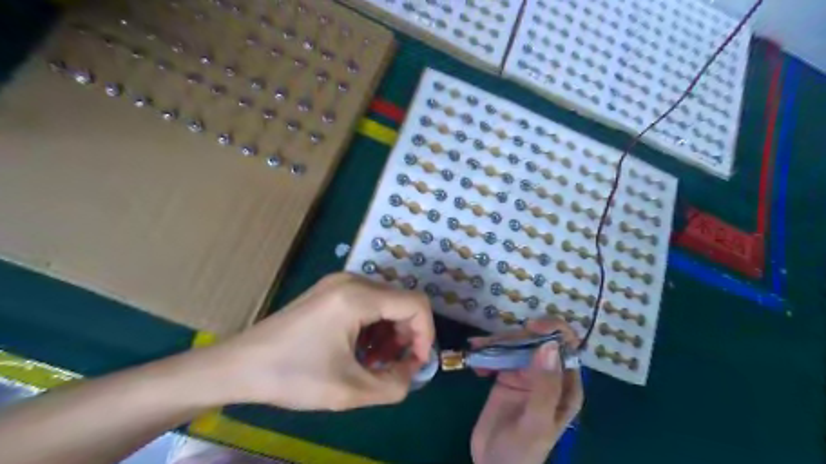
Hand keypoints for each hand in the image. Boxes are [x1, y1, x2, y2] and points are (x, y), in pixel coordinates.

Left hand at [196, 273, 434, 410]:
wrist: (238, 365)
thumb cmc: (292, 375)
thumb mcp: (349, 391)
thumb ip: (394, 385)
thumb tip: (411, 371)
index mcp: (358, 296)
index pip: (416, 304)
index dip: (425, 335)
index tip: (415, 364)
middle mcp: (353, 280)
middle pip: (402, 301)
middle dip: (406, 336)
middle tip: (395, 366)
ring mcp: (339, 282)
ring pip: (386, 302)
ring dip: (390, 332)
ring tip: (376, 362)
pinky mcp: (330, 290)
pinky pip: (368, 302)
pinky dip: (374, 326)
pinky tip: (361, 349)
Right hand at [467, 320, 583, 462]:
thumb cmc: (522, 452)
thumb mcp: (537, 421)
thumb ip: (545, 385)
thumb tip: (548, 345)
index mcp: (566, 386)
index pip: (567, 347)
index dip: (552, 330)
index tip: (530, 327)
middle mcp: (548, 375)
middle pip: (537, 341)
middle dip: (515, 337)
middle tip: (491, 343)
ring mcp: (526, 373)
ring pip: (516, 344)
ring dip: (496, 342)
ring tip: (477, 348)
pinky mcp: (506, 375)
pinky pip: (498, 354)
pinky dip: (487, 352)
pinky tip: (476, 364)